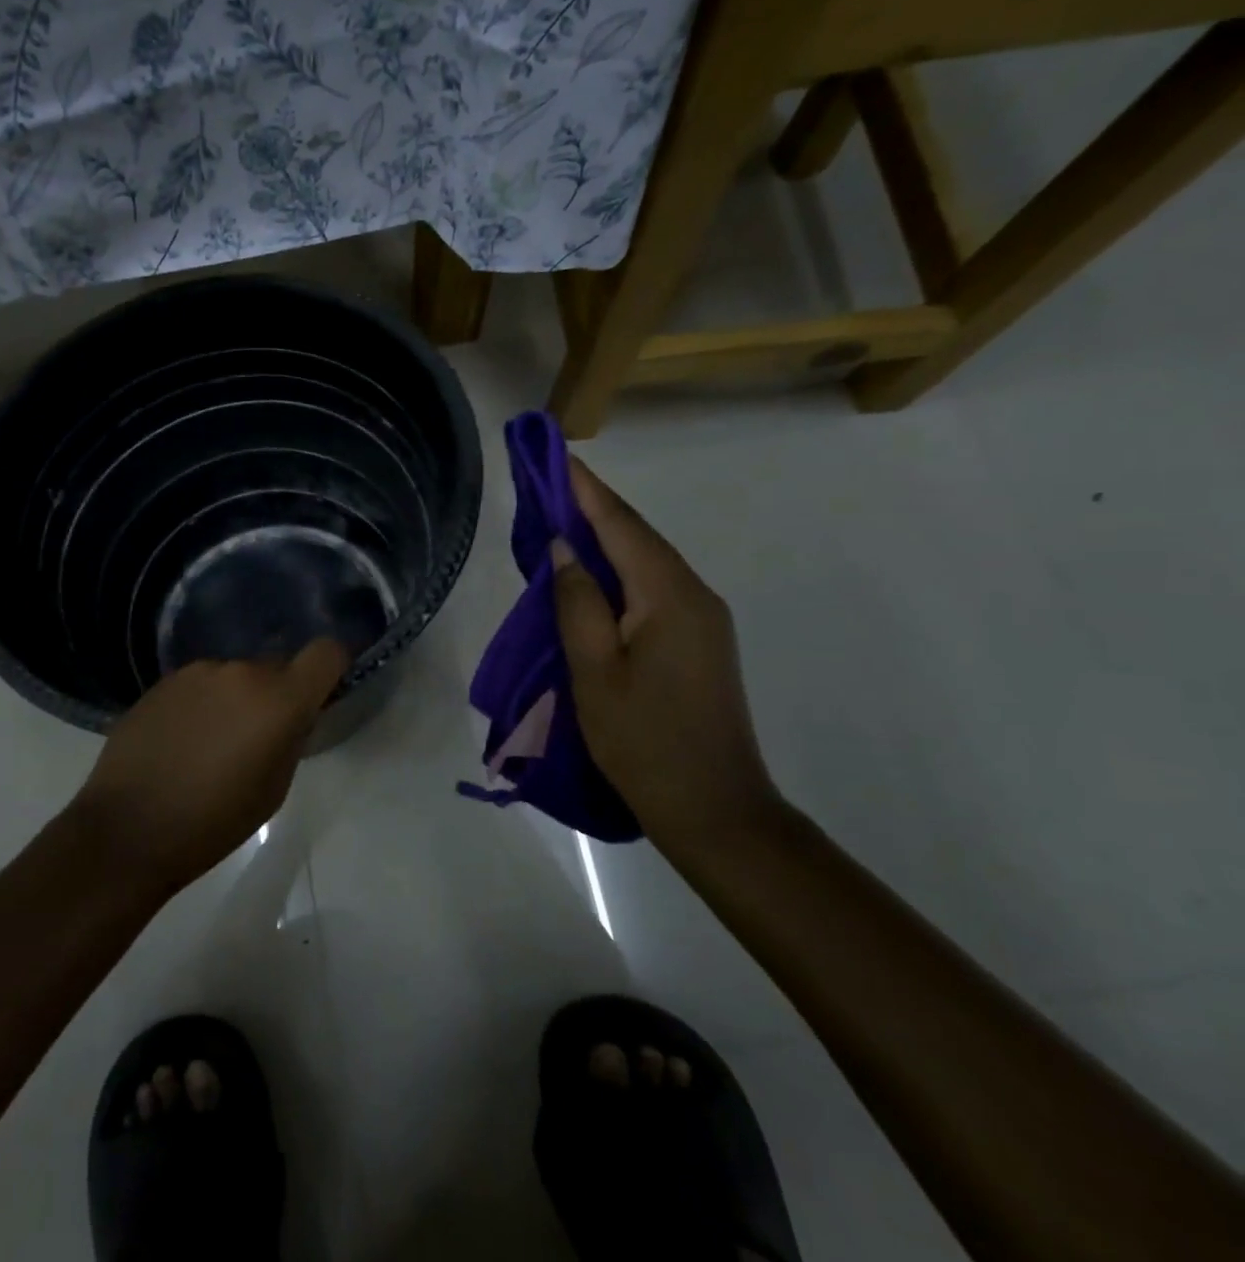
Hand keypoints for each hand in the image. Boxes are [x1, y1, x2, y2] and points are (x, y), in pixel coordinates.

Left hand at [74, 639, 349, 895]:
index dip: (331, 667)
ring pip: (235, 676)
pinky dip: (203, 703)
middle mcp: (240, 671)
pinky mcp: (163, 680)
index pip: (325, 653)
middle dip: (276, 694)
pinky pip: (201, 684)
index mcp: (278, 699)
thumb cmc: (213, 822)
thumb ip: (291, 738)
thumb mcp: (274, 789)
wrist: (129, 828)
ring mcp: (197, 671)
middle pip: (276, 667)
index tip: (321, 693)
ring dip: (235, 698)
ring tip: (212, 744)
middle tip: (258, 736)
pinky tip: (182, 740)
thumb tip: (292, 716)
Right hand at [552, 455, 781, 854]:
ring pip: (645, 562)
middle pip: (637, 536)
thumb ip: (576, 602)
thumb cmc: (643, 740)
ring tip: (559, 519)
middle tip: (546, 482)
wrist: (714, 808)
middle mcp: (694, 594)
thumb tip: (564, 547)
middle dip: (592, 506)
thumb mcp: (593, 670)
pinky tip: (591, 574)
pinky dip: (618, 571)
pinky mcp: (698, 641)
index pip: (619, 525)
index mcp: (669, 595)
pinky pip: (652, 588)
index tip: (554, 453)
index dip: (584, 488)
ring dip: (604, 538)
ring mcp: (702, 618)